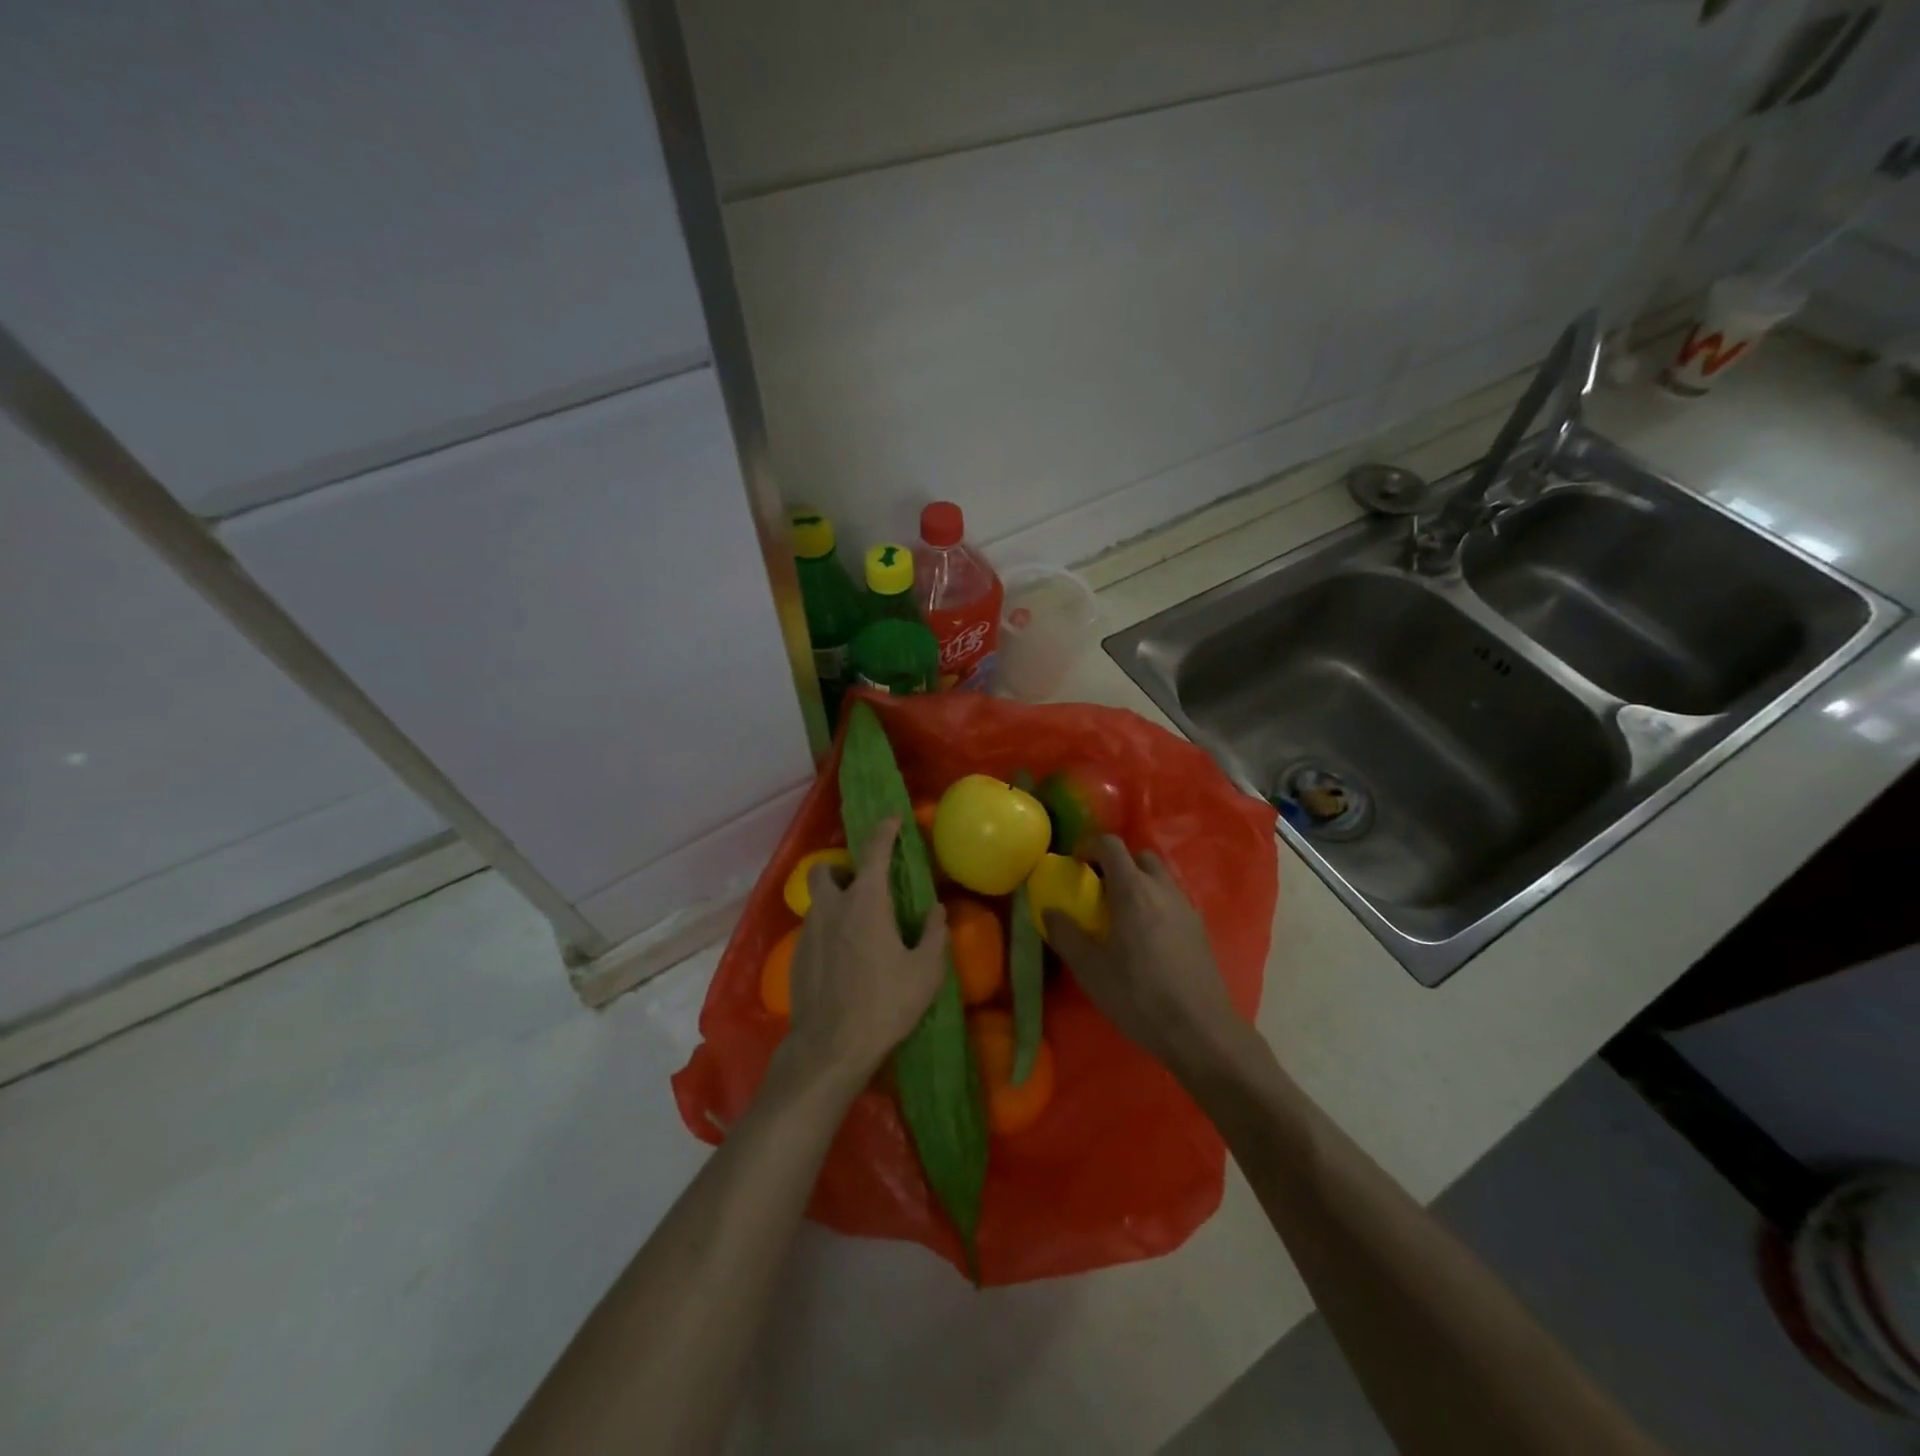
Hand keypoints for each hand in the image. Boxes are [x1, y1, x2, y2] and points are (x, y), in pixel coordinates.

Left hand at [778, 818, 949, 1093]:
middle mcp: (832, 907)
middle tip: (864, 887)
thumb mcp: (925, 971)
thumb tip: (936, 910)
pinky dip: (828, 931)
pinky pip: (813, 930)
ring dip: (835, 902)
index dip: (885, 830)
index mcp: (865, 901)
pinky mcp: (796, 958)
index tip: (893, 819)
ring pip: (818, 902)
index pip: (874, 851)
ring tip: (858, 929)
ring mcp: (808, 932)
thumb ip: (933, 934)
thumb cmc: (885, 1004)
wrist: (830, 1048)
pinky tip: (844, 960)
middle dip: (841, 868)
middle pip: (825, 869)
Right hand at [1044, 835, 1241, 1072]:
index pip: (1111, 845)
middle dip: (1117, 864)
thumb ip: (1065, 934)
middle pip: (1140, 856)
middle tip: (1098, 889)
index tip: (1075, 865)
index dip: (1089, 847)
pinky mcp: (1200, 930)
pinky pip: (1173, 900)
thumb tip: (1050, 911)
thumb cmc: (1137, 995)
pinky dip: (1156, 903)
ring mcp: (1186, 908)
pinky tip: (1146, 938)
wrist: (1199, 1030)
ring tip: (1121, 914)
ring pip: (1160, 878)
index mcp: (1133, 890)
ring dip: (1139, 883)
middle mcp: (1163, 889)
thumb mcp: (1089, 968)